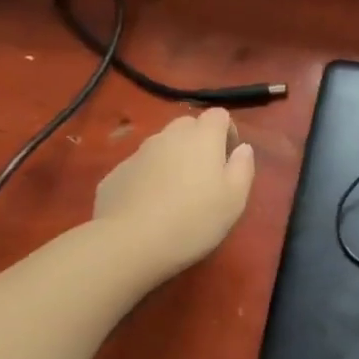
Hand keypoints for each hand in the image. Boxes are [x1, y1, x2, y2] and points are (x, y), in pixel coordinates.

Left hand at [91, 109, 255, 287]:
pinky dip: (148, 179)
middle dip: (198, 143)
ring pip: (162, 147)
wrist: (127, 244)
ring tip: (174, 195)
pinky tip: (148, 208)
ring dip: (172, 161)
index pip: (219, 115)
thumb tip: (243, 148)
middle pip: (188, 126)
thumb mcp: (234, 199)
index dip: (227, 132)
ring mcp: (138, 153)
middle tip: (203, 177)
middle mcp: (169, 136)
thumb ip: (243, 167)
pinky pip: (139, 168)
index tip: (229, 160)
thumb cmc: (192, 220)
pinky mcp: (115, 174)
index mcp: (202, 137)